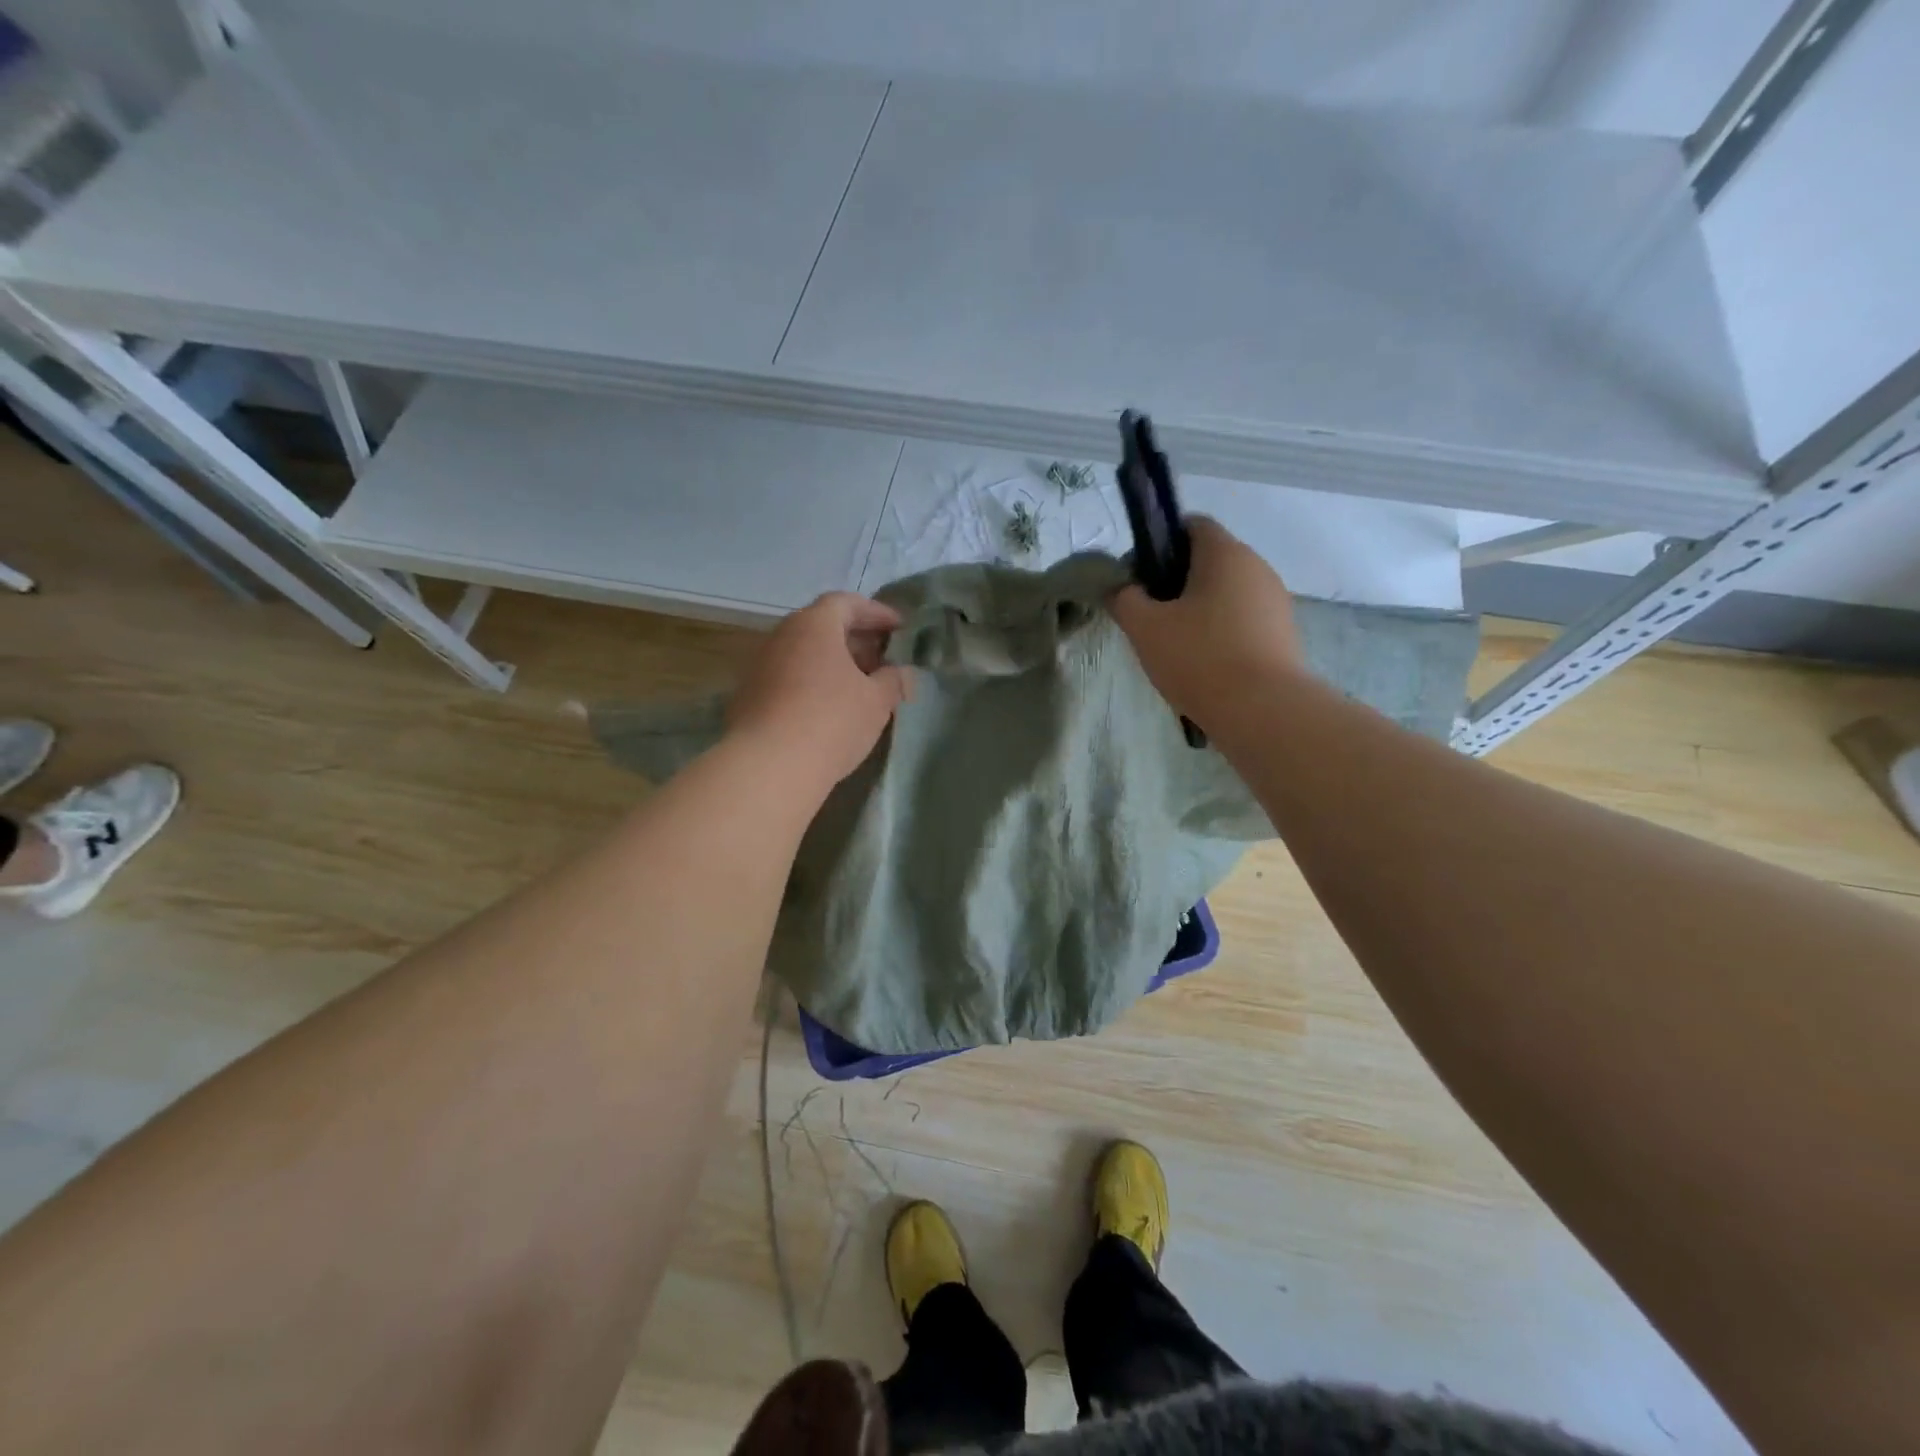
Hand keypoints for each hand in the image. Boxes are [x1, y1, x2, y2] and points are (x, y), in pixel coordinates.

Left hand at [727, 592, 913, 791]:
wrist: (769, 766)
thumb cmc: (832, 720)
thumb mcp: (877, 701)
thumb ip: (894, 680)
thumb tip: (900, 673)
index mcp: (814, 625)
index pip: (847, 603)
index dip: (876, 613)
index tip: (899, 629)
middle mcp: (782, 636)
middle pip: (823, 627)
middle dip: (856, 640)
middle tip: (882, 660)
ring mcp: (760, 666)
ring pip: (804, 654)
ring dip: (833, 664)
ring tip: (860, 687)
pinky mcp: (749, 696)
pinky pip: (789, 678)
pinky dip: (812, 683)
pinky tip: (829, 709)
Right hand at [1108, 516, 1305, 730]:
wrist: (1262, 710)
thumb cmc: (1199, 658)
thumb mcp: (1144, 628)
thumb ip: (1124, 599)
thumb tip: (1120, 588)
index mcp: (1224, 553)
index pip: (1192, 525)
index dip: (1160, 543)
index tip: (1140, 577)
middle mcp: (1256, 566)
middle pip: (1209, 560)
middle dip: (1176, 582)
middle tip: (1150, 618)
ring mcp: (1275, 601)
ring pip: (1226, 593)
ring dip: (1199, 610)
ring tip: (1175, 647)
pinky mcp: (1283, 633)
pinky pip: (1243, 620)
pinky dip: (1221, 633)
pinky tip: (1203, 665)